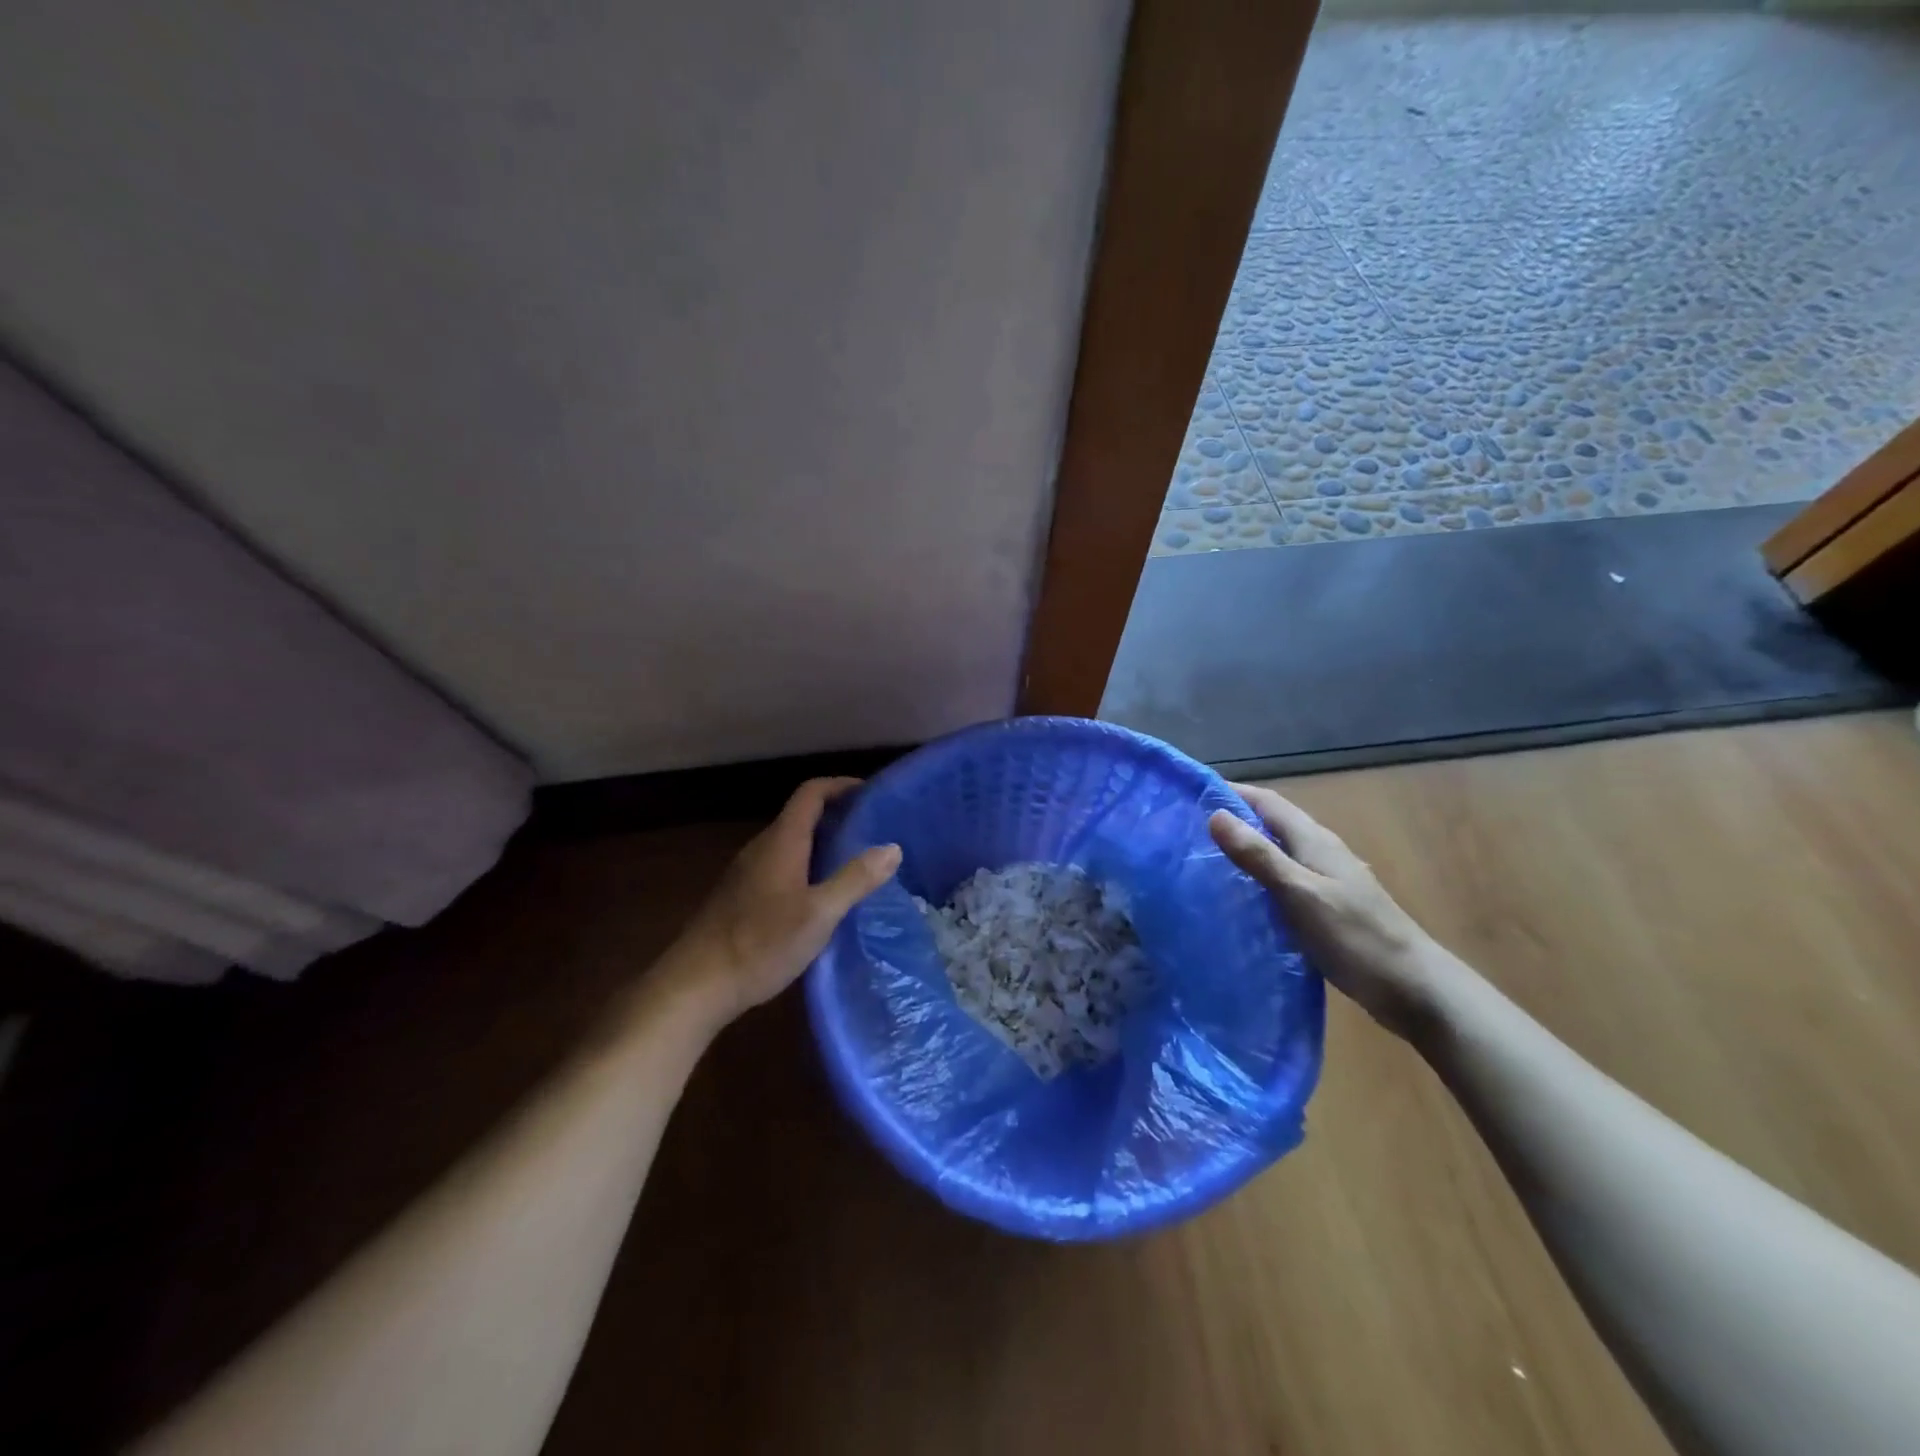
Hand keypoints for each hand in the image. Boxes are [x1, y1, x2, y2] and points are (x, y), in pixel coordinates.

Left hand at [664, 777, 900, 1022]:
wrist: (696, 985)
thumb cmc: (761, 944)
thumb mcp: (819, 914)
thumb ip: (855, 879)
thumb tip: (892, 847)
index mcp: (781, 842)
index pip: (811, 793)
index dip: (841, 785)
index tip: (872, 795)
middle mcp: (762, 848)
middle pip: (802, 816)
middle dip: (838, 816)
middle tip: (874, 833)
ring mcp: (747, 873)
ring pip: (792, 843)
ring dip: (823, 844)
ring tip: (857, 863)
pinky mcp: (741, 897)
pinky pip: (782, 866)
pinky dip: (808, 866)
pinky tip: (822, 897)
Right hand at [1209, 783, 1460, 1037]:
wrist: (1413, 988)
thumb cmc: (1355, 936)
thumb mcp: (1300, 893)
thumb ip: (1259, 856)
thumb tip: (1215, 815)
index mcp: (1315, 840)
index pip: (1267, 802)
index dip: (1232, 792)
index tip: (1191, 793)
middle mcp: (1321, 852)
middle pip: (1271, 825)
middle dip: (1233, 821)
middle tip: (1187, 830)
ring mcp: (1327, 881)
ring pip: (1278, 853)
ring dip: (1245, 851)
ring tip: (1203, 862)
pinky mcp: (1327, 908)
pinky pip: (1284, 881)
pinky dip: (1259, 880)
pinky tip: (1240, 899)